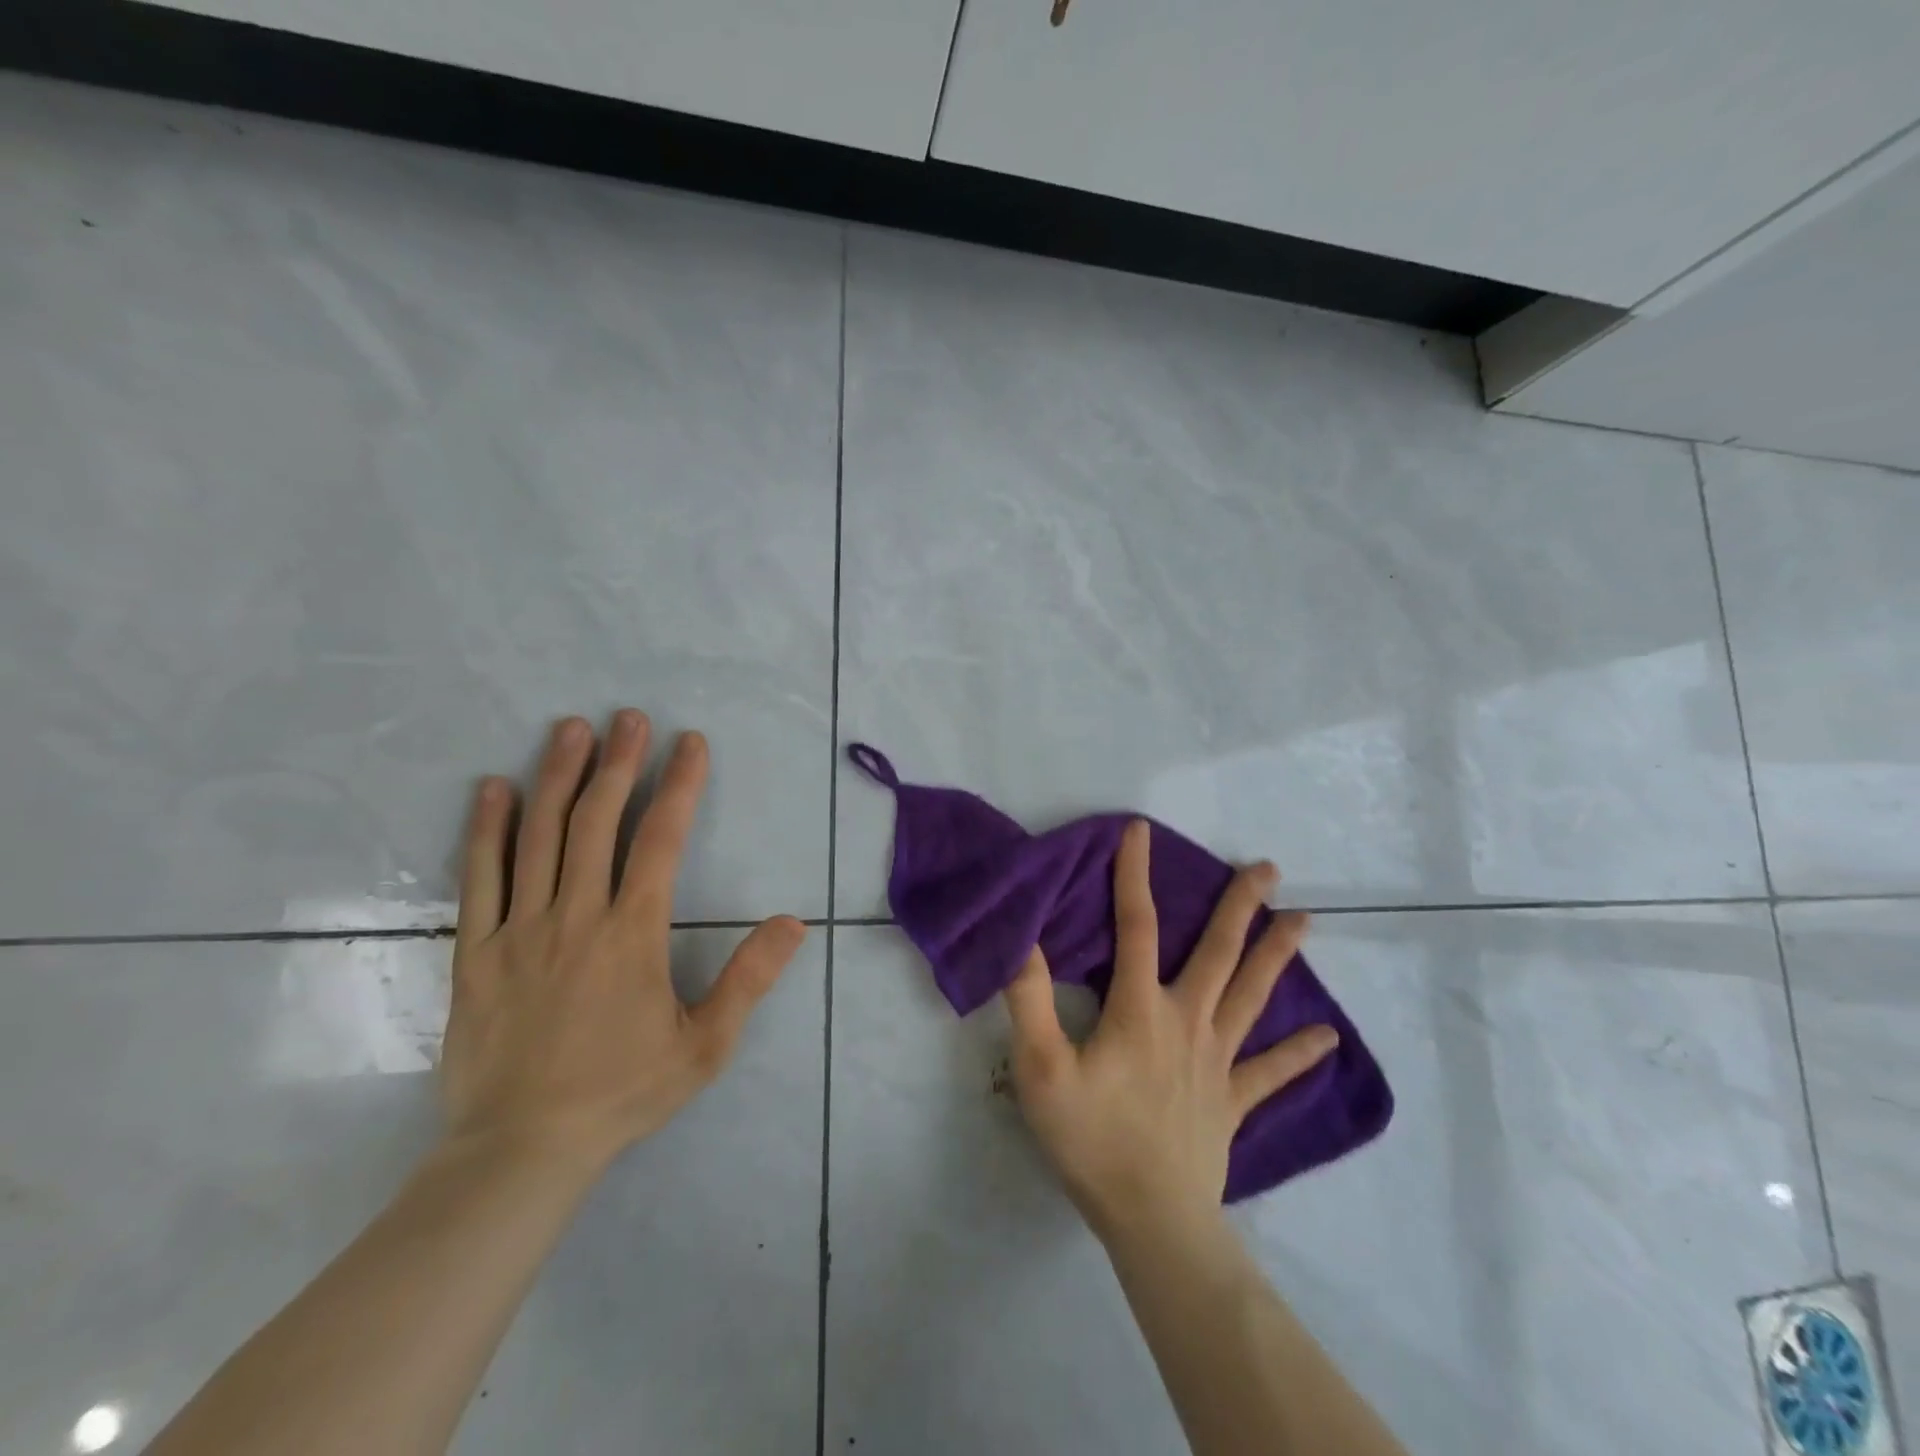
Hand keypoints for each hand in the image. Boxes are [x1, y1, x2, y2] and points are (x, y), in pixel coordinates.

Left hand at [438, 710, 807, 1173]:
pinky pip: (478, 878)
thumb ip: (750, 979)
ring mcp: (519, 929)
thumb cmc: (621, 1092)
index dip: (679, 784)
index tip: (690, 742)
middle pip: (596, 821)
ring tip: (570, 729)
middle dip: (618, 762)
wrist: (519, 1150)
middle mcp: (576, 915)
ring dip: (557, 776)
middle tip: (629, 717)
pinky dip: (485, 828)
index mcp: (633, 933)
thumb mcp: (705, 1045)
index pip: (661, 839)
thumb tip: (793, 922)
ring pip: (537, 836)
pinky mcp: (474, 951)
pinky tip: (494, 789)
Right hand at [1004, 820, 1337, 1241]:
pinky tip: (1329, 1038)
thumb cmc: (1091, 1140)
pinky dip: (1299, 1054)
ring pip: (1253, 998)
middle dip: (1242, 906)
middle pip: (1219, 953)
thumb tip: (1025, 938)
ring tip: (1305, 921)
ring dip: (1278, 957)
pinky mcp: (1232, 1101)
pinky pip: (1270, 1073)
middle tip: (1270, 869)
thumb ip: (1031, 1000)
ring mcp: (1217, 1062)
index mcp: (1141, 1009)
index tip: (1140, 831)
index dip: (1134, 875)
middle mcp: (1188, 1022)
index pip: (1136, 926)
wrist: (1151, 1221)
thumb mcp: (1041, 1068)